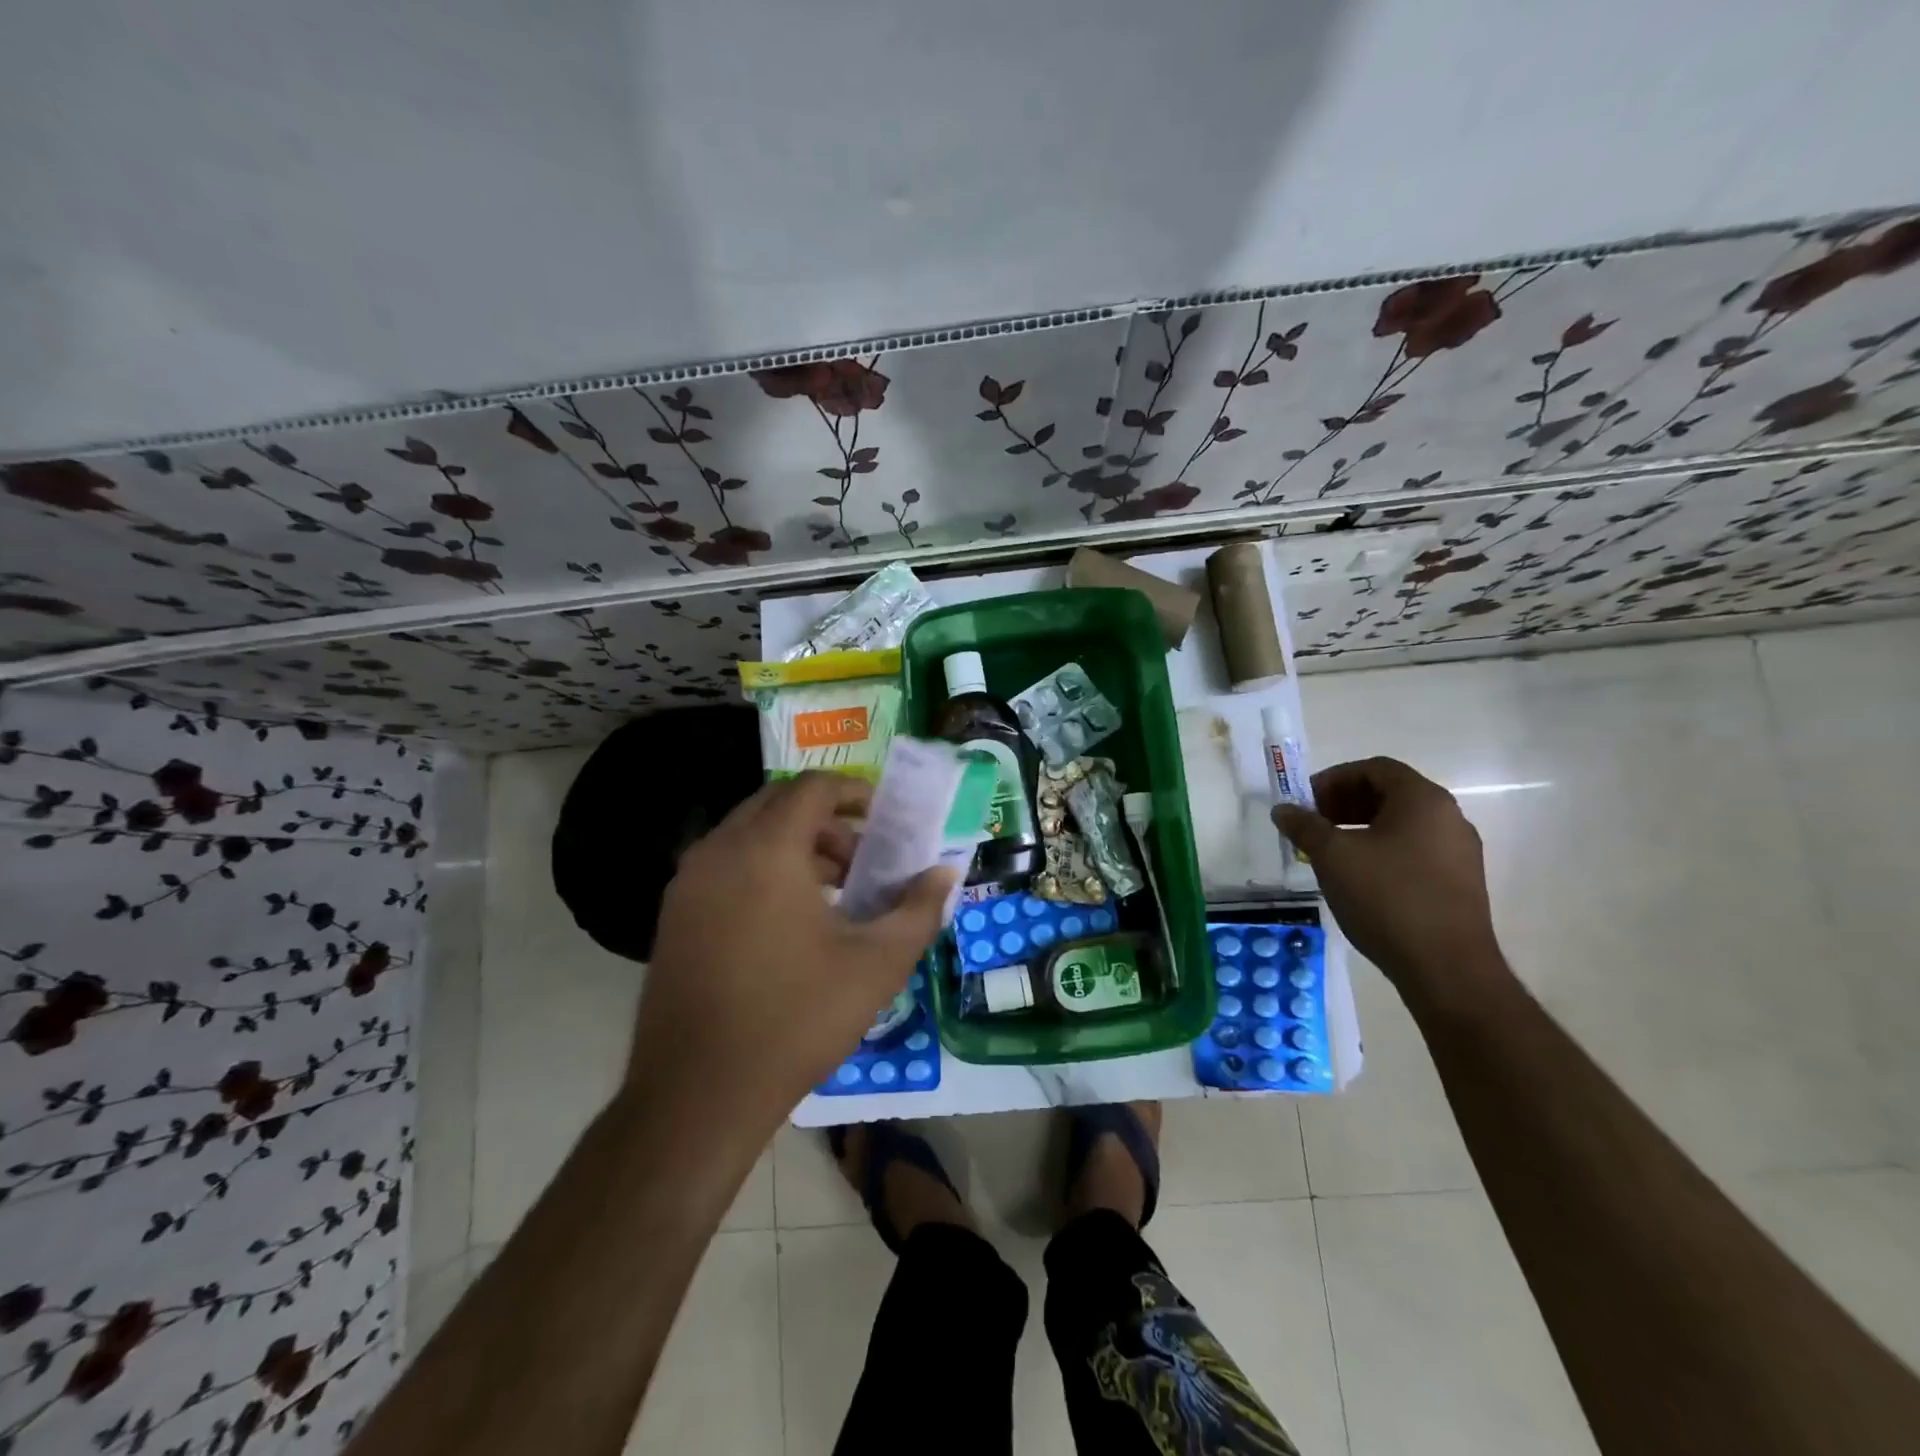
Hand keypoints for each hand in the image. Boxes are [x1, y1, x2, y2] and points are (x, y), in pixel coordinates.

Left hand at [629, 771, 953, 1131]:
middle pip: (778, 803)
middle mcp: (720, 850)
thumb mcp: (877, 964)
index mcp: (767, 849)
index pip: (813, 787)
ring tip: (834, 890)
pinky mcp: (673, 915)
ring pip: (749, 834)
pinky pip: (725, 865)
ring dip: (794, 844)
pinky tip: (789, 920)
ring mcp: (688, 883)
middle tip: (862, 855)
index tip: (884, 817)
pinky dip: (763, 867)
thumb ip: (919, 910)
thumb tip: (945, 873)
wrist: (698, 1093)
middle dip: (826, 818)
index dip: (854, 792)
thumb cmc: (797, 1019)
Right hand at [1273, 757, 1510, 1006]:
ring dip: (1361, 828)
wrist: (1446, 968)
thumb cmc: (1386, 898)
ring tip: (1330, 852)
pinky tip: (1359, 878)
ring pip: (1402, 824)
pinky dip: (1382, 851)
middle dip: (1345, 803)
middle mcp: (1449, 818)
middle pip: (1390, 793)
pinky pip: (1415, 850)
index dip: (1334, 779)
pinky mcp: (1460, 883)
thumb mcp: (1332, 856)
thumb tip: (1283, 809)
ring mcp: (1459, 852)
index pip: (1375, 768)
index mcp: (1422, 800)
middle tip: (1313, 824)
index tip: (1306, 802)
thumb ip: (1304, 826)